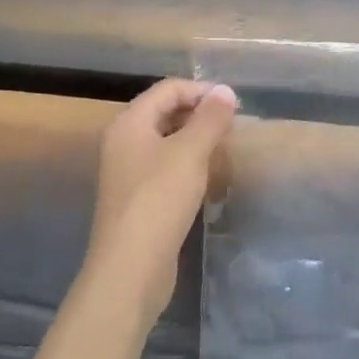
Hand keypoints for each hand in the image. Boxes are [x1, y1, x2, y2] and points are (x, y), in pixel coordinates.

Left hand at [86, 78, 237, 321]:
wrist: (130, 270)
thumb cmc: (159, 201)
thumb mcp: (190, 153)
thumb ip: (210, 119)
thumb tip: (225, 90)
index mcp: (130, 123)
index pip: (169, 89)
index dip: (202, 91)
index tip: (234, 106)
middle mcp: (124, 142)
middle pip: (165, 112)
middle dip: (200, 114)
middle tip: (233, 127)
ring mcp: (129, 172)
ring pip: (167, 141)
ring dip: (197, 140)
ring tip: (226, 149)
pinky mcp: (138, 198)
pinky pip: (166, 167)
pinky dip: (188, 164)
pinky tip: (209, 177)